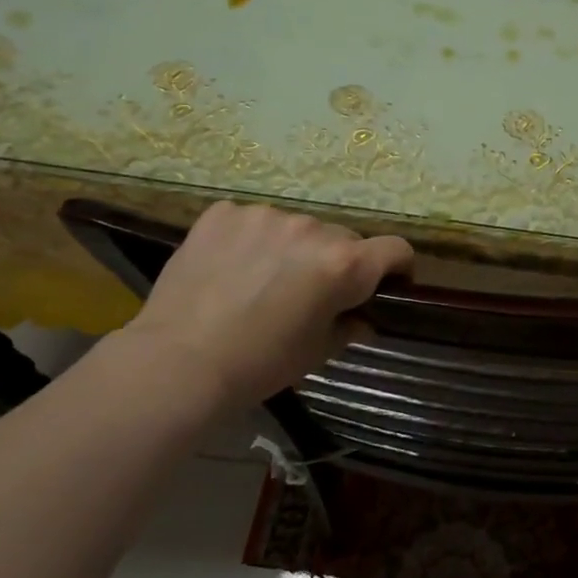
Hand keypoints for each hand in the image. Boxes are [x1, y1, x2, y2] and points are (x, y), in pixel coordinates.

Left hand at [121, 202, 412, 402]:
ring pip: (297, 228)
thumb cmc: (262, 363)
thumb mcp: (319, 351)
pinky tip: (231, 268)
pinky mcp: (224, 213)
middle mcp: (312, 229)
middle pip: (343, 239)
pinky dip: (251, 240)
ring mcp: (265, 216)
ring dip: (293, 248)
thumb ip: (351, 326)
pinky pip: (254, 221)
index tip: (383, 286)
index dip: (397, 268)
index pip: (396, 249)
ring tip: (262, 280)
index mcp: (345, 264)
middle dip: (336, 262)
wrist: (180, 361)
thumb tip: (362, 318)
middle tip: (310, 293)